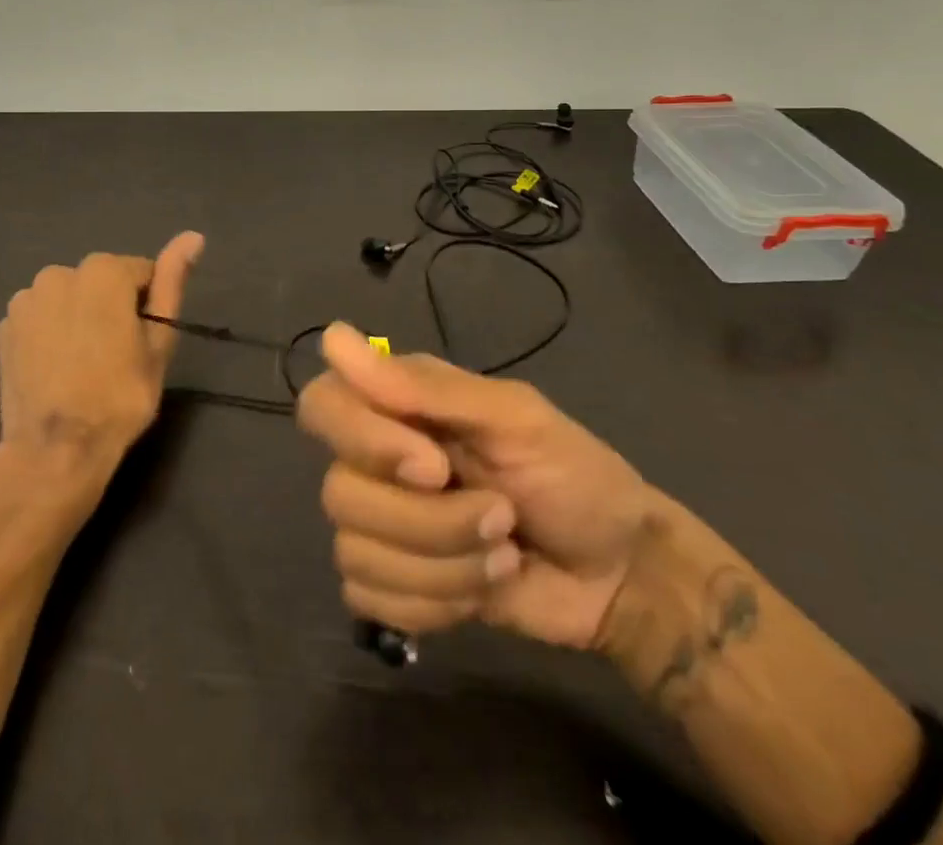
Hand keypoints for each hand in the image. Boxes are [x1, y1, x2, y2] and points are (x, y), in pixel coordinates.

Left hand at [0, 232, 204, 486]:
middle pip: (99, 283)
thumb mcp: (159, 341)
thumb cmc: (120, 396)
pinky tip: (54, 368)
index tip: (141, 343)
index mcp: (104, 271)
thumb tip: (193, 236)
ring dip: (76, 317)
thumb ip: (172, 282)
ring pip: (66, 298)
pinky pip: (38, 318)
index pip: (140, 274)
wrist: (55, 450)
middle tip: (115, 358)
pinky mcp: (4, 327)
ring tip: (82, 365)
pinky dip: (48, 333)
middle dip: (109, 308)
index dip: (146, 308)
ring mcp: (26, 299)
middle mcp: (60, 273)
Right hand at [297, 321, 654, 648]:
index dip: (363, 440)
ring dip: (444, 567)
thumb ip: (423, 386)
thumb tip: (332, 336)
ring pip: (355, 553)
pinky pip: (369, 601)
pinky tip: (479, 592)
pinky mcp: (395, 585)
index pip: (322, 405)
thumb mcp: (513, 418)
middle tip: (500, 515)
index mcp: (398, 406)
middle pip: (338, 493)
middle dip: (430, 522)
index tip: (432, 465)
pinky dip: (433, 605)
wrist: (620, 574)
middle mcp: (376, 459)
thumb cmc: (573, 475)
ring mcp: (382, 526)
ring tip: (501, 553)